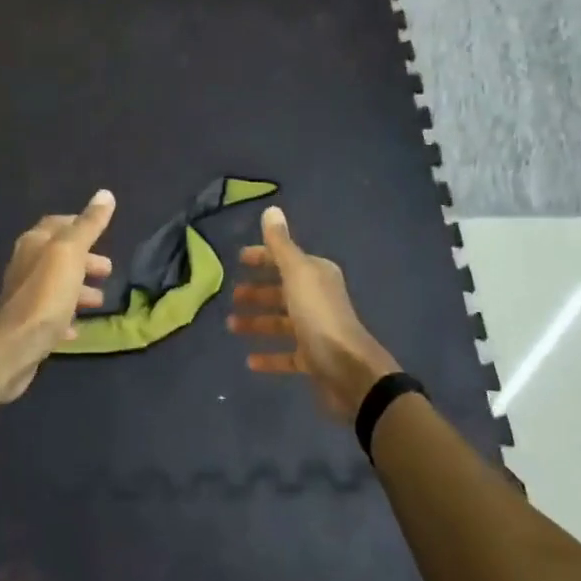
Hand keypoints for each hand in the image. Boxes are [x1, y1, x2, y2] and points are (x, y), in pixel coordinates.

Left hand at [0, 191, 116, 403]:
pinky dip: (67, 316)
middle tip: (108, 270)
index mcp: (34, 243)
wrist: (15, 347)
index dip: (79, 224)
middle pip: (59, 256)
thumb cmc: (45, 294)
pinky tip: (79, 328)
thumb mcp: (71, 253)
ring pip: (56, 285)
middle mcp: (25, 265)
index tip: (102, 232)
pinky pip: (51, 315)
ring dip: (79, 289)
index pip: (57, 224)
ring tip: (100, 300)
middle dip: (85, 260)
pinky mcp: (27, 325)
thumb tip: (105, 193)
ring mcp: (25, 296)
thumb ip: (88, 225)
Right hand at [228, 206, 400, 421]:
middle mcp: (317, 298)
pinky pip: (286, 355)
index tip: (238, 260)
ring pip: (281, 322)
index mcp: (316, 275)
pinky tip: (249, 360)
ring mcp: (316, 330)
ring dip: (257, 323)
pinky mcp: (313, 360)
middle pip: (282, 291)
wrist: (350, 371)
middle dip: (257, 292)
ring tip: (231, 326)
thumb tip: (271, 209)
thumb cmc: (319, 316)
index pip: (284, 259)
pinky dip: (268, 356)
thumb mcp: (297, 273)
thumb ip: (281, 244)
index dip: (262, 258)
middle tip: (232, 297)